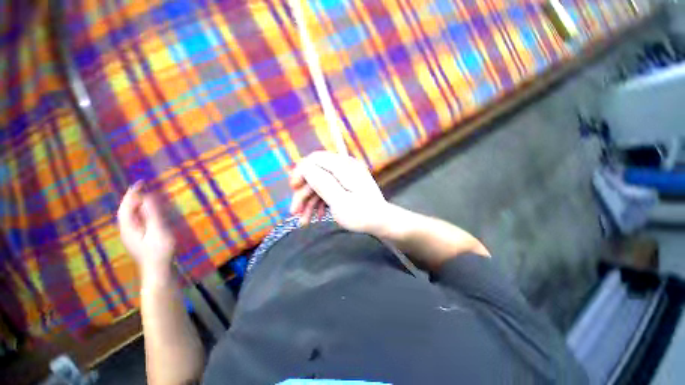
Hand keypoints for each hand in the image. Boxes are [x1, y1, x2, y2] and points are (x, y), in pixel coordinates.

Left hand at [118, 182, 175, 280]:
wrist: (158, 271)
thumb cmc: (159, 251)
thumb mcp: (158, 231)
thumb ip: (152, 214)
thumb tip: (147, 197)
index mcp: (129, 227)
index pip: (126, 206)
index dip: (132, 193)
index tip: (141, 182)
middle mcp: (127, 230)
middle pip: (128, 210)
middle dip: (136, 198)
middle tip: (148, 188)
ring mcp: (133, 236)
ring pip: (133, 216)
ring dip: (140, 206)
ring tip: (151, 198)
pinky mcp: (139, 239)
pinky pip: (139, 222)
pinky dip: (145, 213)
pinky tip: (152, 214)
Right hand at [289, 151, 390, 233]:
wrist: (382, 222)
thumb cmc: (362, 214)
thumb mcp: (340, 201)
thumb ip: (322, 183)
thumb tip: (305, 168)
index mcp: (344, 167)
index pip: (315, 160)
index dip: (301, 172)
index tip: (293, 188)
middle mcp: (344, 168)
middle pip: (316, 175)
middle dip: (303, 194)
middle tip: (295, 212)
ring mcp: (345, 178)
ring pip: (320, 185)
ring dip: (309, 202)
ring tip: (304, 221)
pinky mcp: (346, 186)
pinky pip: (328, 191)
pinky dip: (320, 203)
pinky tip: (316, 216)